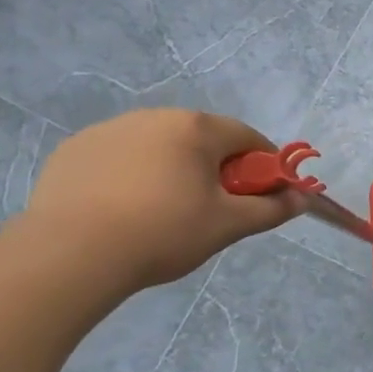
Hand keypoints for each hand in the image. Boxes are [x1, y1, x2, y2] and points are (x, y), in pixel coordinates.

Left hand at [19, 110, 307, 288]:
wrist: (70, 255)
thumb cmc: (164, 232)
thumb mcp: (229, 225)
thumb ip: (272, 208)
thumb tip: (302, 199)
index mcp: (196, 128)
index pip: (247, 138)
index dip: (263, 166)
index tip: (260, 197)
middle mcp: (154, 116)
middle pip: (203, 139)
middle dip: (216, 169)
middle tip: (213, 210)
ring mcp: (108, 130)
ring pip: (159, 147)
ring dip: (173, 170)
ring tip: (163, 214)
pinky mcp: (73, 151)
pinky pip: (119, 158)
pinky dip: (131, 176)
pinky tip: (124, 212)